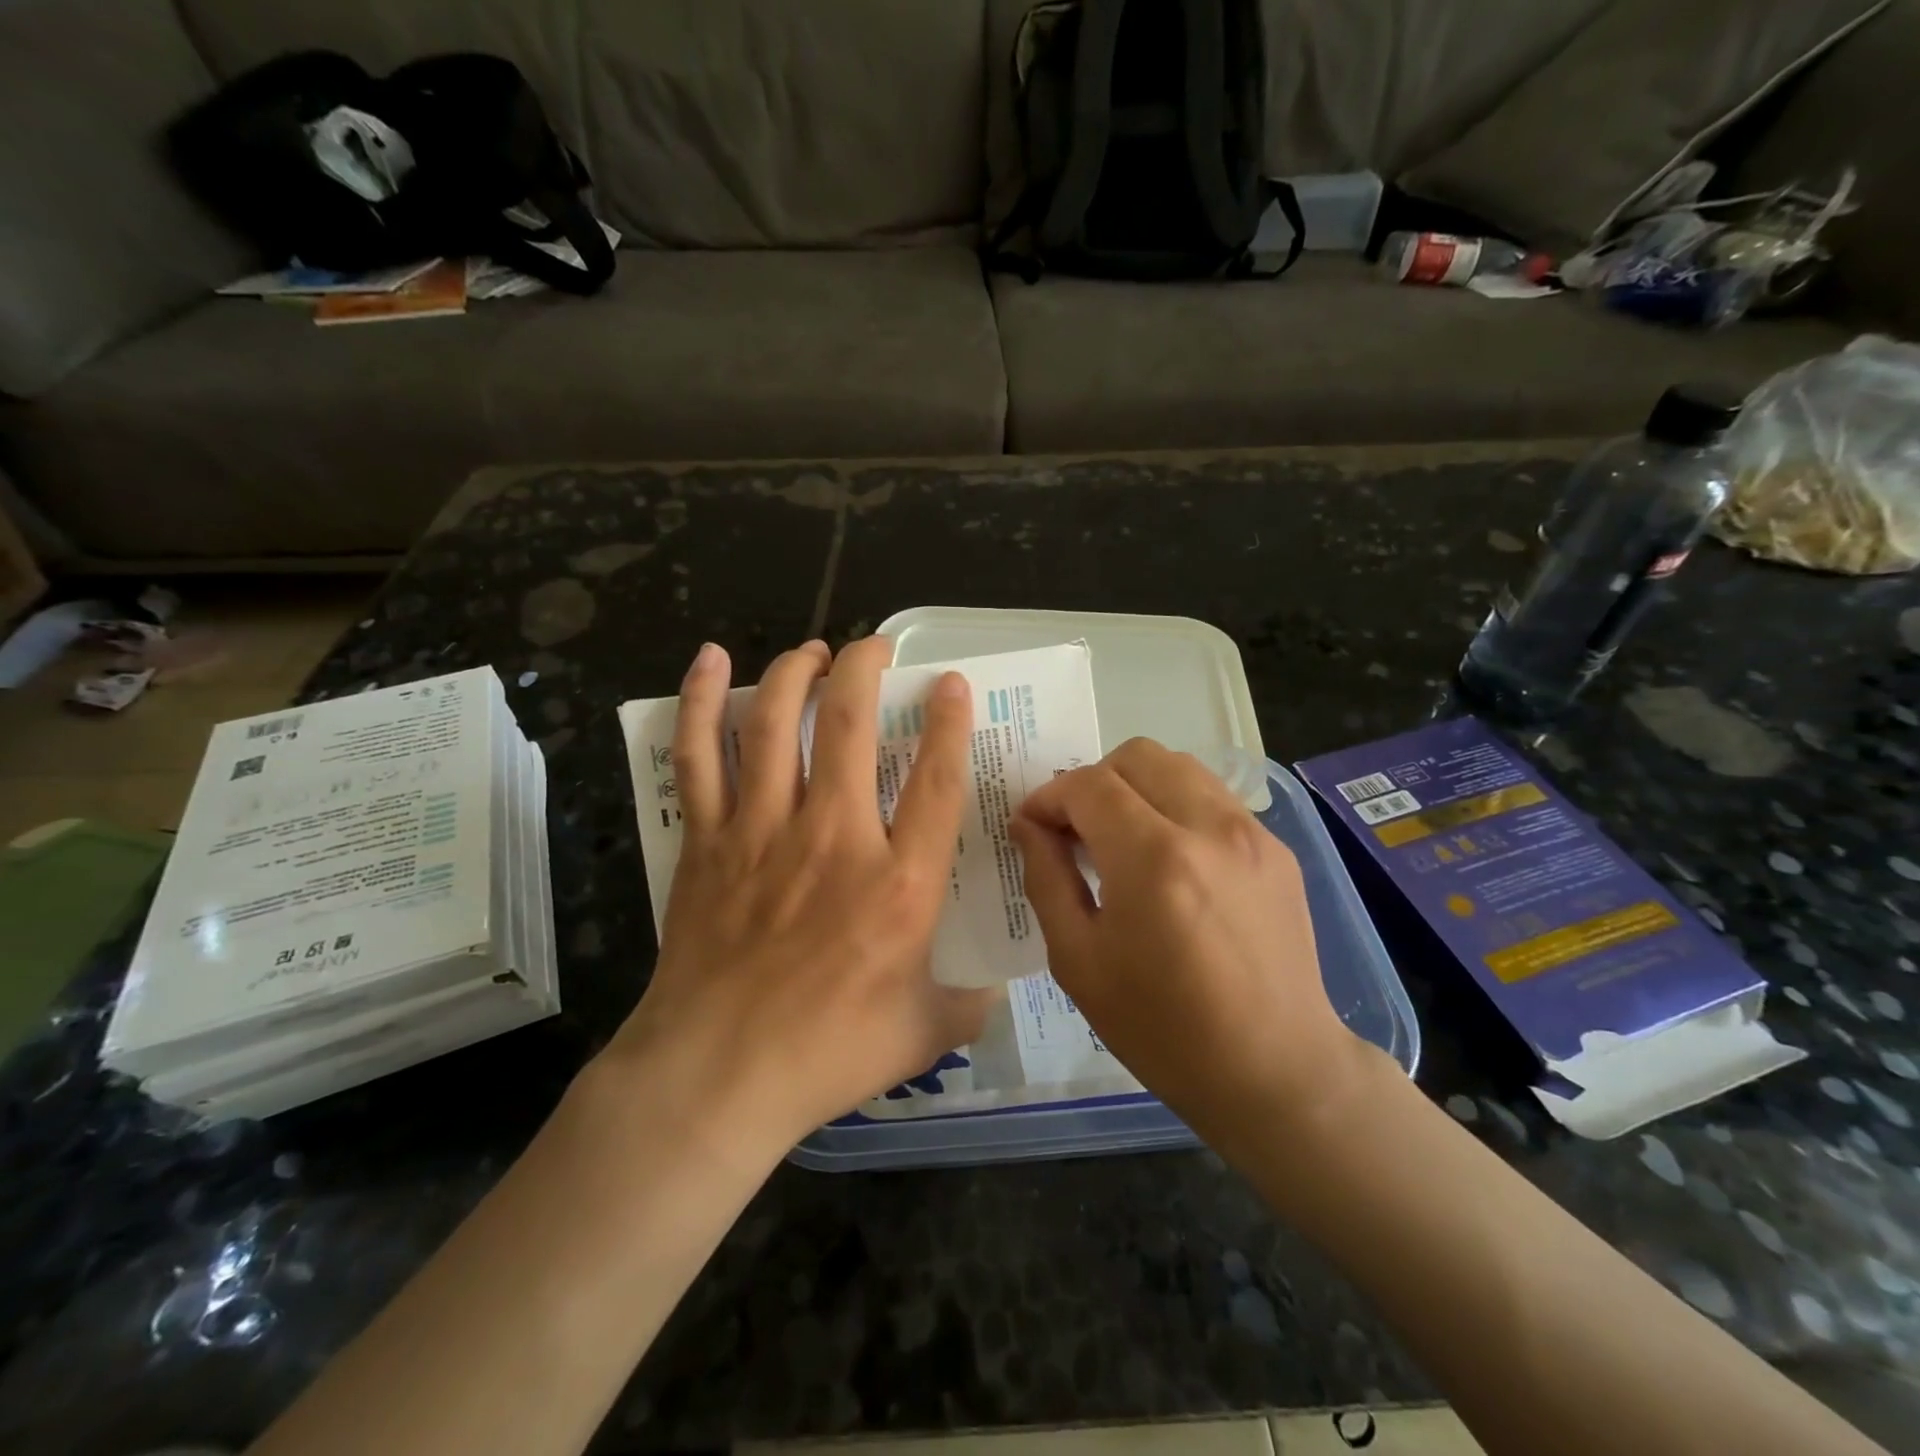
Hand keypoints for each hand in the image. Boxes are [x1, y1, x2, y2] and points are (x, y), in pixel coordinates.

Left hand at [602, 637, 994, 1164]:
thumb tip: (996, 985)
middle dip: (866, 668)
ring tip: (813, 650)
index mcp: (900, 883)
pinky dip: (703, 701)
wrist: (716, 1078)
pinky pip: (700, 755)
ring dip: (796, 671)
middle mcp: (834, 838)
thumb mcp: (924, 1032)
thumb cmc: (828, 1054)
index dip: (949, 722)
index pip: (937, 780)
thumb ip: (969, 1002)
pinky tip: (710, 661)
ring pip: (777, 723)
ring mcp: (763, 831)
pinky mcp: (708, 839)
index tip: (951, 684)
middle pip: (851, 724)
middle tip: (876, 648)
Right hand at [1010, 739, 1376, 1150]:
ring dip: (1136, 787)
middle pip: (1135, 756)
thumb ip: (1047, 878)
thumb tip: (1029, 825)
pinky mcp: (1276, 848)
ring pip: (1179, 766)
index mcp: (1153, 859)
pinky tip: (1170, 859)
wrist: (1274, 1069)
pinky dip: (1176, 807)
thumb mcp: (1079, 961)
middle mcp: (1208, 827)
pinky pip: (1212, 797)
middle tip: (1077, 830)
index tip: (1033, 826)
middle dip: (1092, 781)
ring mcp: (1251, 833)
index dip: (1049, 797)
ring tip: (1122, 837)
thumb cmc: (1162, 1027)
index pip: (1087, 785)